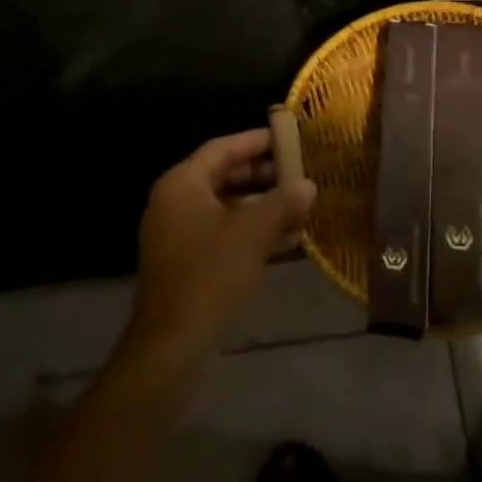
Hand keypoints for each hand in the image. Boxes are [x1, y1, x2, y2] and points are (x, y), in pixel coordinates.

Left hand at [125, 130, 316, 364]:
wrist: (173, 344)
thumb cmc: (210, 274)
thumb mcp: (253, 232)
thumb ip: (283, 202)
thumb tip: (308, 185)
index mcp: (182, 183)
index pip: (222, 148)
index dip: (256, 141)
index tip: (288, 136)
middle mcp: (175, 202)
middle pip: (223, 176)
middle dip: (263, 175)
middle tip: (299, 172)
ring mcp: (178, 234)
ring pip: (226, 207)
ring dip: (261, 205)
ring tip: (299, 204)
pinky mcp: (187, 263)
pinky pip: (223, 234)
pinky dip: (250, 231)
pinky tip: (285, 239)